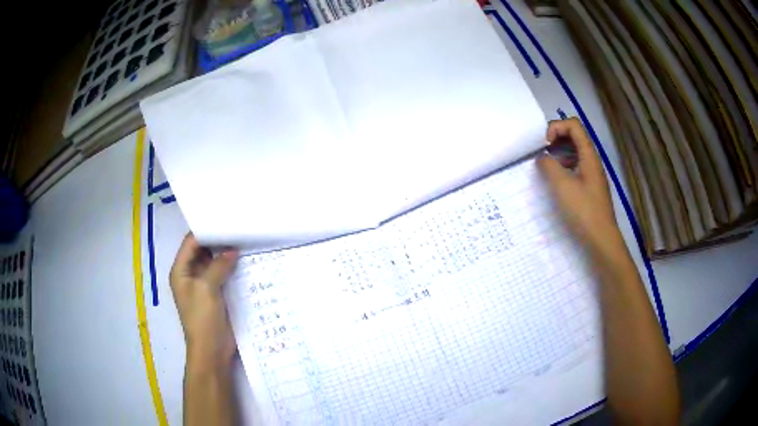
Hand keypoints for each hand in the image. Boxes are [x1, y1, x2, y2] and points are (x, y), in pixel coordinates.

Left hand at [170, 233, 238, 365]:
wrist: (212, 350)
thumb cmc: (202, 318)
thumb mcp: (207, 288)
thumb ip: (218, 266)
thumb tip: (233, 250)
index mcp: (181, 271)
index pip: (191, 243)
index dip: (205, 231)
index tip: (225, 221)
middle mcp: (191, 275)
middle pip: (203, 251)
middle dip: (218, 241)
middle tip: (238, 228)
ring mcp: (205, 285)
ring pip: (214, 263)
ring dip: (226, 254)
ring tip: (245, 240)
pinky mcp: (217, 295)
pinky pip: (224, 275)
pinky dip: (232, 268)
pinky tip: (246, 260)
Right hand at [537, 118, 621, 251]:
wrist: (601, 238)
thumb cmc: (583, 210)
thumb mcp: (562, 185)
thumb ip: (548, 166)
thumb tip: (542, 158)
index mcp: (588, 155)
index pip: (573, 125)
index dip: (556, 127)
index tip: (545, 145)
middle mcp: (592, 160)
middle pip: (574, 136)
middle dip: (556, 139)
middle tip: (542, 153)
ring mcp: (592, 173)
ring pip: (574, 152)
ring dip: (559, 153)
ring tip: (547, 167)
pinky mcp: (590, 186)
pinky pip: (576, 166)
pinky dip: (564, 166)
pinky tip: (556, 180)